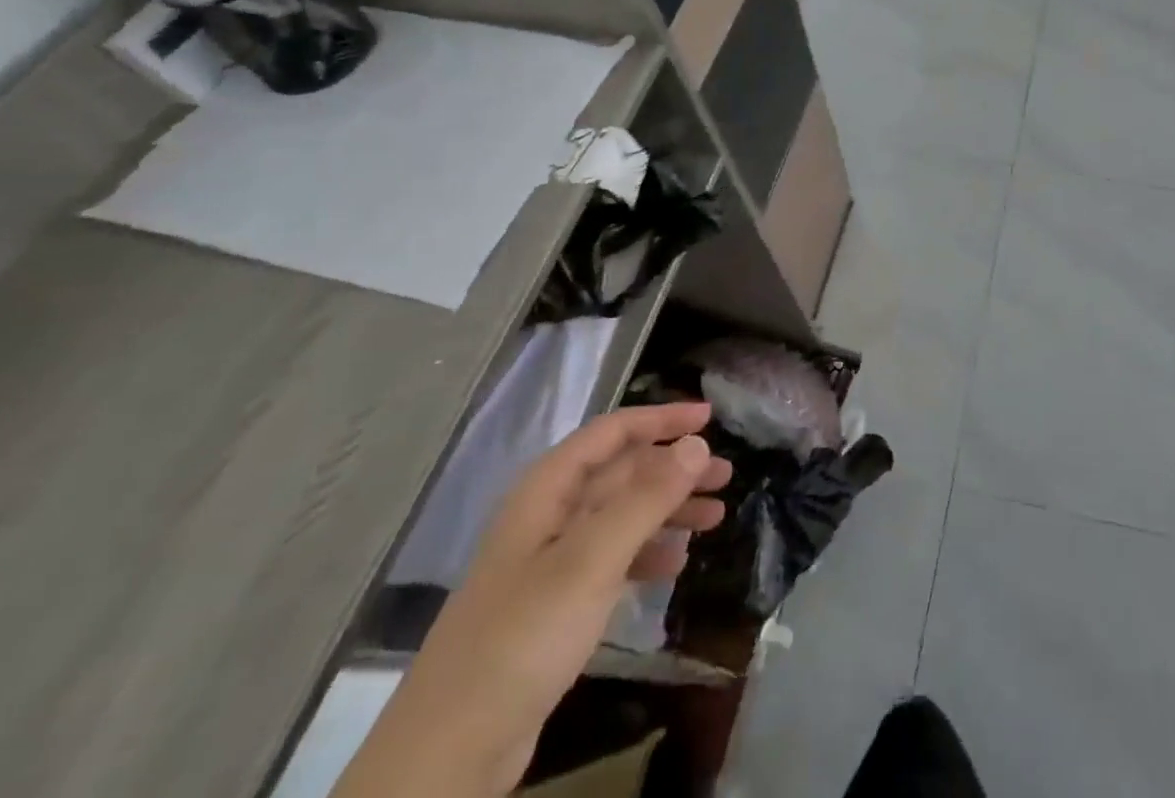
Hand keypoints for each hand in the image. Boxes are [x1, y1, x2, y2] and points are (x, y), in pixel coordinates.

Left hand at [337, 403, 731, 797]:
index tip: (710, 418)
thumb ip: (647, 498)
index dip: (661, 418)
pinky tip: (675, 565)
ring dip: (669, 510)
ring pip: (622, 515)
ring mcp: (550, 562)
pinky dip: (647, 553)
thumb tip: (697, 443)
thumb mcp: (591, 560)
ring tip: (716, 517)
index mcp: (547, 491)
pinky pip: (613, 559)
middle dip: (675, 468)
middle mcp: (549, 516)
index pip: (612, 433)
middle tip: (726, 475)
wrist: (449, 755)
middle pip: (622, 473)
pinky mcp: (555, 606)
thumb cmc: (522, 638)